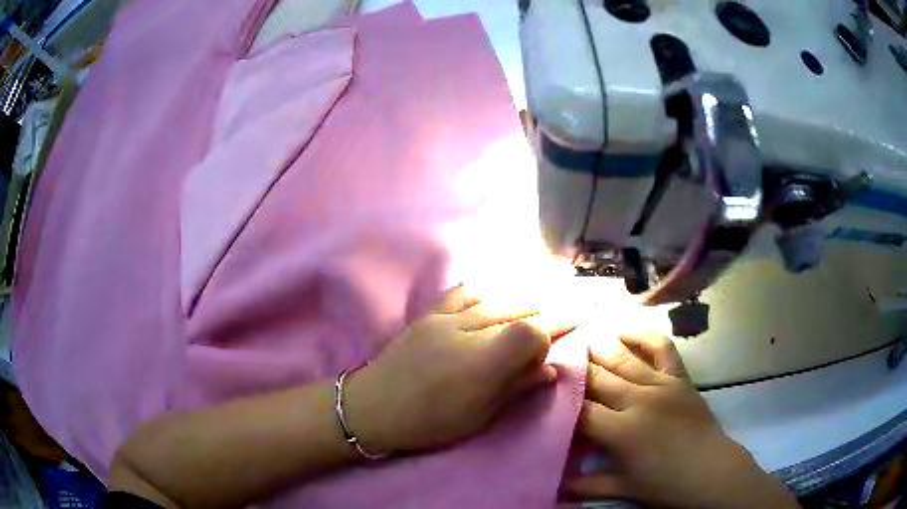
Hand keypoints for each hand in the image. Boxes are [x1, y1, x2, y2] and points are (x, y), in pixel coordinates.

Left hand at [345, 285, 572, 454]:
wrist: (373, 406)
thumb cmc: (429, 422)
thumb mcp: (479, 416)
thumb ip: (516, 388)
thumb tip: (551, 370)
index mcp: (483, 363)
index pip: (531, 332)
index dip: (550, 333)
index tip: (563, 337)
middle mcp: (468, 331)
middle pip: (517, 312)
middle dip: (545, 312)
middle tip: (565, 313)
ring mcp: (446, 319)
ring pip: (494, 300)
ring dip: (521, 298)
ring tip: (539, 301)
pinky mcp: (429, 315)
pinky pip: (462, 293)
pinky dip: (485, 291)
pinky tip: (495, 294)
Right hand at [563, 333, 799, 508]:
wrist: (710, 471)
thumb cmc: (664, 485)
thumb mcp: (622, 489)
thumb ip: (585, 485)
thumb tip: (553, 484)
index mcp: (621, 431)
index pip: (580, 409)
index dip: (559, 398)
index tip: (541, 386)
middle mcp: (638, 401)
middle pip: (598, 377)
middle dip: (574, 365)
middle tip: (554, 352)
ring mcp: (661, 385)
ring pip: (624, 358)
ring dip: (600, 345)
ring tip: (580, 334)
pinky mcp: (680, 378)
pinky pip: (662, 348)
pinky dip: (644, 335)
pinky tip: (626, 327)